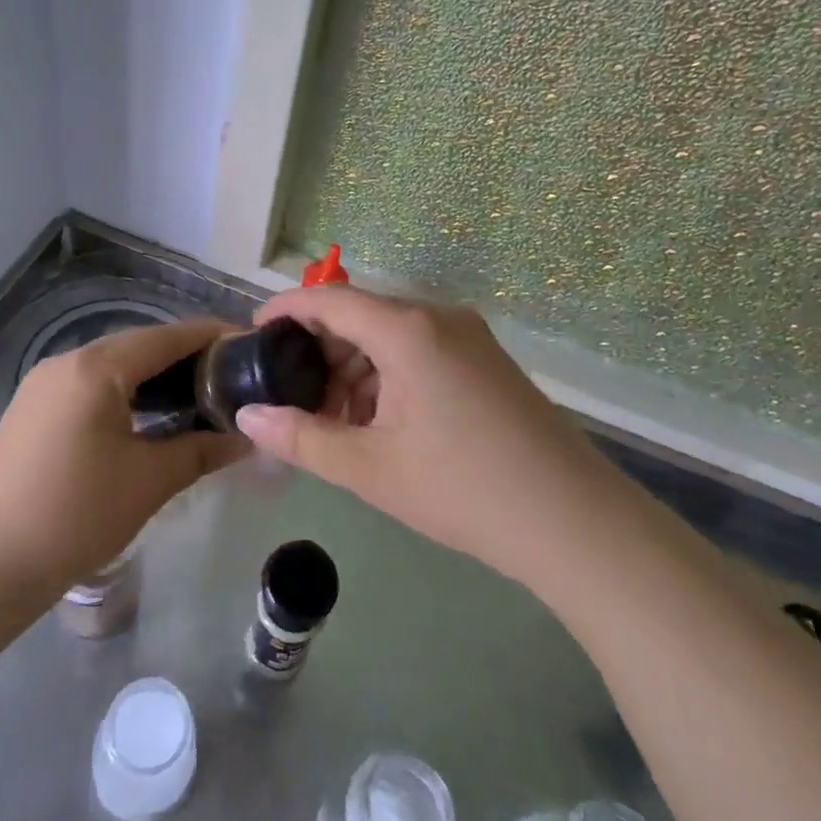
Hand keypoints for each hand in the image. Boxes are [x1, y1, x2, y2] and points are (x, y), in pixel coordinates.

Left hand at [0, 319, 247, 599]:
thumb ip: (202, 450)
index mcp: (96, 368)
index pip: (168, 336)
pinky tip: (152, 416)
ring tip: (200, 396)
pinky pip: (93, 385)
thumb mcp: (148, 481)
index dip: (213, 337)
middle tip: (233, 378)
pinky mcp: (35, 408)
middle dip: (188, 357)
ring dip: (157, 376)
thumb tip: (248, 438)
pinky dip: (128, 392)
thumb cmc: (73, 515)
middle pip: (141, 345)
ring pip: (115, 366)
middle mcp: (68, 361)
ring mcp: (46, 384)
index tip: (251, 347)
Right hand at [234, 287, 612, 587]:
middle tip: (291, 395)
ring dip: (354, 369)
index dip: (285, 309)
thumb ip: (301, 437)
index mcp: (407, 330)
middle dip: (320, 350)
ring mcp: (468, 337)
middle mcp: (438, 317)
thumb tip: (247, 417)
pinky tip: (378, 422)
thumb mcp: (369, 468)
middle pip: (360, 315)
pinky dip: (387, 376)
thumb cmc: (462, 489)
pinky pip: (420, 351)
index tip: (253, 334)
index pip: (329, 299)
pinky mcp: (486, 360)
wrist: (573, 522)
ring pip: (390, 336)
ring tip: (333, 421)